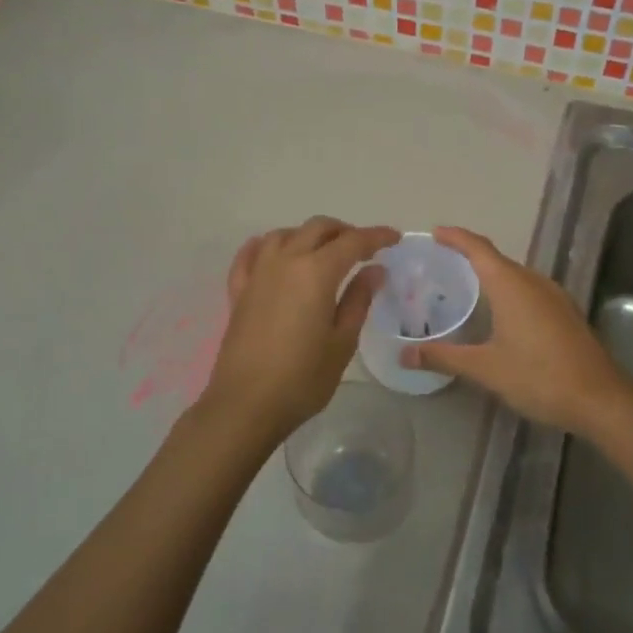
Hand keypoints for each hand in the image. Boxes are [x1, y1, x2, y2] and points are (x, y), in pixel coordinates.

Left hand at [195, 216, 399, 447]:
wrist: (246, 404)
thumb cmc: (303, 378)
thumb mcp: (342, 342)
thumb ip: (359, 300)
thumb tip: (374, 270)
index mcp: (316, 272)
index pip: (352, 242)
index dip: (376, 236)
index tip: (394, 238)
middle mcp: (285, 261)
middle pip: (317, 228)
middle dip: (344, 231)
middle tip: (363, 248)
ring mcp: (258, 274)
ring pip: (284, 234)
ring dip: (308, 235)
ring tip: (323, 251)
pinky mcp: (238, 291)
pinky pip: (250, 254)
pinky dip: (267, 246)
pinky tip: (274, 253)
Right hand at [398, 226, 631, 437]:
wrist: (600, 398)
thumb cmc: (538, 376)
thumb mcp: (485, 368)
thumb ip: (444, 356)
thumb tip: (404, 354)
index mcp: (511, 285)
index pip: (478, 248)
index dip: (456, 238)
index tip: (435, 233)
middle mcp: (533, 281)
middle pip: (497, 259)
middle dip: (469, 256)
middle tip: (441, 264)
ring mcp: (554, 296)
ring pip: (516, 275)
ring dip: (491, 275)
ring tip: (465, 286)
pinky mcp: (565, 313)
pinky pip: (529, 290)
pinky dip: (508, 291)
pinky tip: (500, 313)